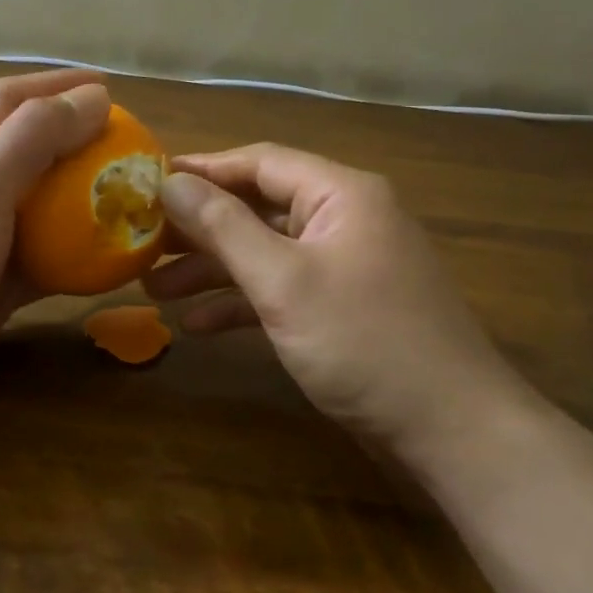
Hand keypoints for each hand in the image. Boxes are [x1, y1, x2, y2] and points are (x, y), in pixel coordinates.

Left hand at [0, 69, 110, 425]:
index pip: (10, 100)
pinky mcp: (4, 282)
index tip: (106, 85)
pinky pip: (54, 259)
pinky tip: (118, 257)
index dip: (55, 84)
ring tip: (133, 196)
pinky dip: (84, 254)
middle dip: (80, 139)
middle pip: (34, 150)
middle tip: (131, 145)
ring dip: (87, 198)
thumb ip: (34, 137)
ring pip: (48, 206)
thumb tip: (95, 97)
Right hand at [144, 144, 529, 453]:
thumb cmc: (364, 342)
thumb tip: (169, 182)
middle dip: (199, 229)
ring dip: (212, 270)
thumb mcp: (284, 281)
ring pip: (265, 253)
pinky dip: (241, 304)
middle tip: (142, 244)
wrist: (450, 429)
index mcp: (340, 195)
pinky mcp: (341, 308)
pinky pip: (282, 290)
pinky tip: (197, 327)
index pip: (259, 163)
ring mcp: (344, 267)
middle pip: (258, 208)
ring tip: (154, 291)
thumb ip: (224, 227)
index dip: (201, 170)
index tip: (146, 183)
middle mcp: (344, 220)